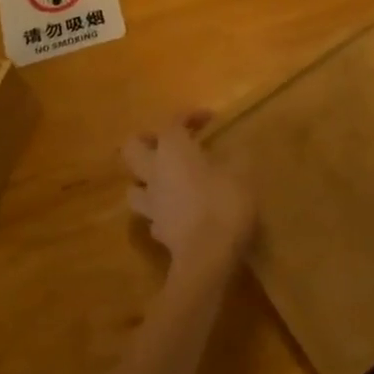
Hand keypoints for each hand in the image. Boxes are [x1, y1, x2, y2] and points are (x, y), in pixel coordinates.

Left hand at [121, 110, 254, 278]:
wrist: (207, 257)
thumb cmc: (224, 204)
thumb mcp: (241, 173)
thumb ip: (235, 156)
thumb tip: (236, 146)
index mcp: (173, 151)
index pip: (172, 122)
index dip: (189, 115)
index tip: (209, 119)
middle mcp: (155, 173)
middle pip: (133, 148)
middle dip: (147, 140)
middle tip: (170, 142)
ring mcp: (152, 204)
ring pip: (134, 184)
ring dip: (147, 178)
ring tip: (168, 178)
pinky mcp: (157, 230)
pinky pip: (152, 213)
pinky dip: (161, 208)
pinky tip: (177, 210)